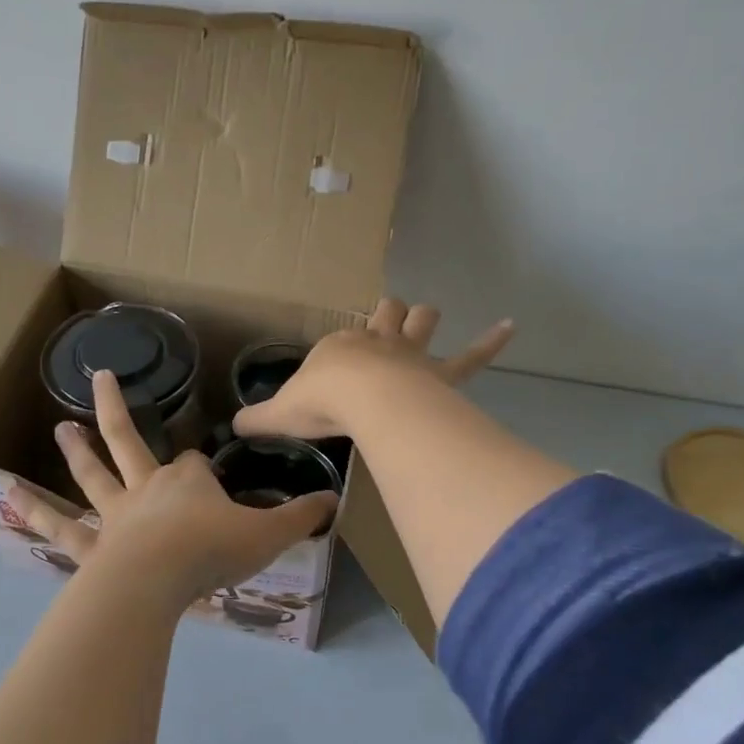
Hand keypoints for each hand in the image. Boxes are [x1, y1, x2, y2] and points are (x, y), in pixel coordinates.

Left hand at [9, 370, 336, 598]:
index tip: (206, 483)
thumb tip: (334, 500)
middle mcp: (146, 489)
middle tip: (98, 378)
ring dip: (76, 451)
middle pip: (128, 442)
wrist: (158, 580)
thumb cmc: (212, 550)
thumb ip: (300, 517)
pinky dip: (36, 512)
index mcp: (186, 481)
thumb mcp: (267, 534)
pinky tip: (10, 498)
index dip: (198, 471)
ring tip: (59, 428)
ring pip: (92, 476)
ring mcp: (114, 515)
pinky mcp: (91, 546)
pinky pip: (61, 526)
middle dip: (116, 411)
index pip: (192, 464)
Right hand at [234, 298, 513, 440]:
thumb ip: (257, 420)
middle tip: (387, 321)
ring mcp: (410, 356)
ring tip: (427, 317)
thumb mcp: (279, 413)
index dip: (339, 352)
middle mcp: (376, 343)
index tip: (333, 374)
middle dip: (388, 315)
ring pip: (422, 323)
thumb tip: (233, 427)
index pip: (339, 340)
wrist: (364, 401)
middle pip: (386, 315)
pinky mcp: (441, 374)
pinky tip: (510, 327)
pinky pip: (471, 357)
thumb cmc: (321, 402)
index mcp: (339, 348)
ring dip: (424, 319)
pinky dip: (490, 343)